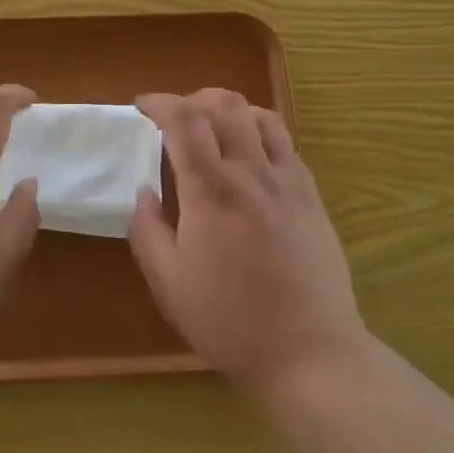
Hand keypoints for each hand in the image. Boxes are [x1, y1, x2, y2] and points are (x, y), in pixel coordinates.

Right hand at [129, 90, 366, 399]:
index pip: (184, 120)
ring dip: (229, 108)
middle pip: (224, 105)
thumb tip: (144, 192)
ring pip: (259, 115)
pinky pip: (285, 141)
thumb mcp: (169, 284)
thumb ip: (147, 230)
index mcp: (211, 191)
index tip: (142, 106)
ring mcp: (287, 181)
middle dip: (193, 99)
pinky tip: (250, 153)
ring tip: (213, 125)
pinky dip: (259, 129)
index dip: (160, 102)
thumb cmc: (230, 322)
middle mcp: (251, 173)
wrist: (310, 353)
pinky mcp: (312, 195)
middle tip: (175, 118)